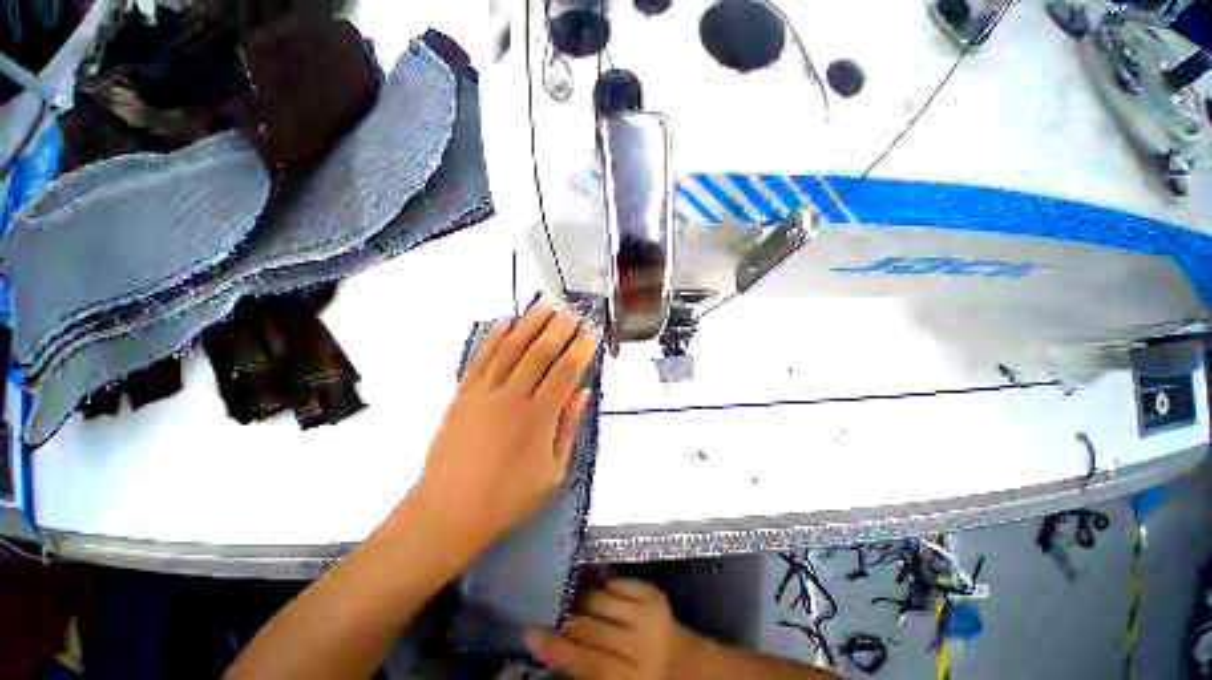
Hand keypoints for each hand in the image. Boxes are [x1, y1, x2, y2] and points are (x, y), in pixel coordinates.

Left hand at [414, 301, 597, 553]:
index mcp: (538, 418)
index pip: (565, 373)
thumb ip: (569, 427)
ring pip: (510, 348)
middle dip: (558, 329)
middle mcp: (512, 397)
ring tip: (544, 306)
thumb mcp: (553, 472)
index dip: (581, 350)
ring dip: (529, 323)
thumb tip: (584, 391)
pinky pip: (480, 358)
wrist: (447, 511)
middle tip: (571, 312)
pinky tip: (505, 321)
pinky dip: (493, 337)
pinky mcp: (463, 393)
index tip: (591, 333)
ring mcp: (483, 392)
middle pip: (539, 353)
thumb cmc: (508, 497)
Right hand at [526, 579, 701, 679]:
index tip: (530, 632)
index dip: (556, 646)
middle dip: (565, 616)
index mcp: (628, 677)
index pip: (585, 661)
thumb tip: (553, 645)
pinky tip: (596, 590)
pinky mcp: (651, 592)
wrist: (685, 664)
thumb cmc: (642, 678)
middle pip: (590, 626)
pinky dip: (602, 585)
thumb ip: (587, 668)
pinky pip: (616, 582)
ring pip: (600, 598)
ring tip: (570, 597)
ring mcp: (647, 613)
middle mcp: (639, 644)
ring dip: (581, 597)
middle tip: (549, 608)